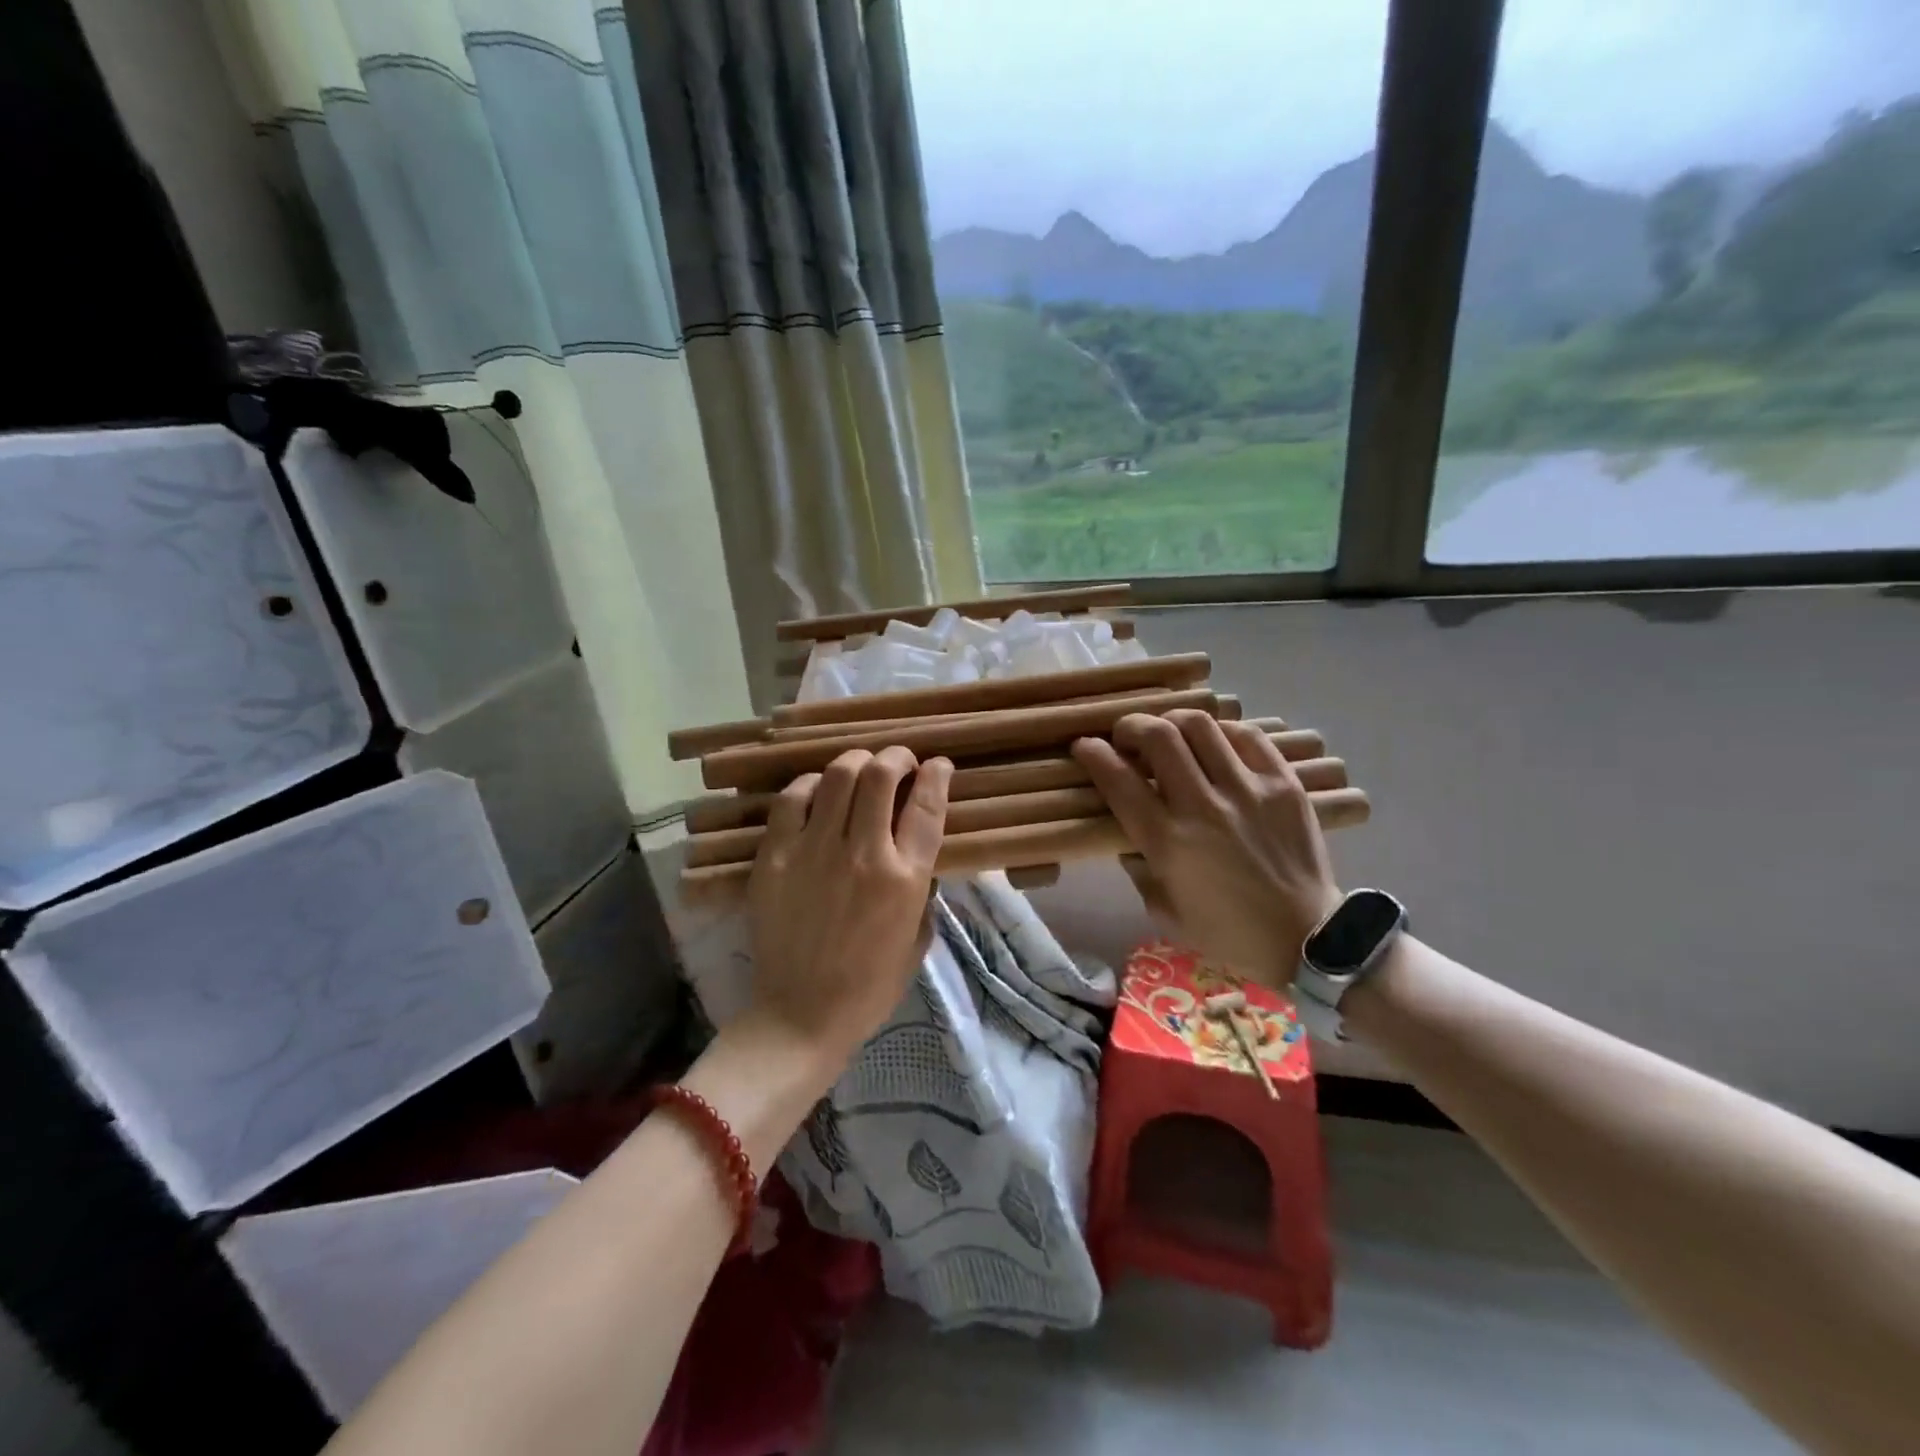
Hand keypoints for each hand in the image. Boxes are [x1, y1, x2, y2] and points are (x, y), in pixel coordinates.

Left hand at [746, 746, 952, 1066]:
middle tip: (899, 761)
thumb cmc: (870, 985)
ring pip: (838, 775)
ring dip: (856, 761)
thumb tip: (917, 851)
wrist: (801, 1015)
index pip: (927, 806)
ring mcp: (814, 850)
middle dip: (896, 756)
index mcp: (905, 879)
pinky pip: (791, 798)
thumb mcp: (917, 938)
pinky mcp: (775, 856)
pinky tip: (817, 792)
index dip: (937, 775)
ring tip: (860, 768)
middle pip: (881, 775)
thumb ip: (923, 889)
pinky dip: (810, 785)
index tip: (939, 765)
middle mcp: (863, 854)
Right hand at [1072, 710, 1341, 983]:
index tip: (1085, 746)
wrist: (1307, 939)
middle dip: (1132, 725)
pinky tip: (1215, 744)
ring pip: (1201, 725)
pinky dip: (1222, 732)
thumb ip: (1139, 866)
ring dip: (1173, 722)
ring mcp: (1248, 790)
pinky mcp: (1283, 784)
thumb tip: (1129, 831)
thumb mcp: (1164, 911)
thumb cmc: (1227, 932)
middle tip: (1127, 736)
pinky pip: (1247, 736)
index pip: (1119, 780)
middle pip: (1159, 736)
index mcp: (1168, 842)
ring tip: (1170, 734)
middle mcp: (1203, 806)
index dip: (1093, 753)